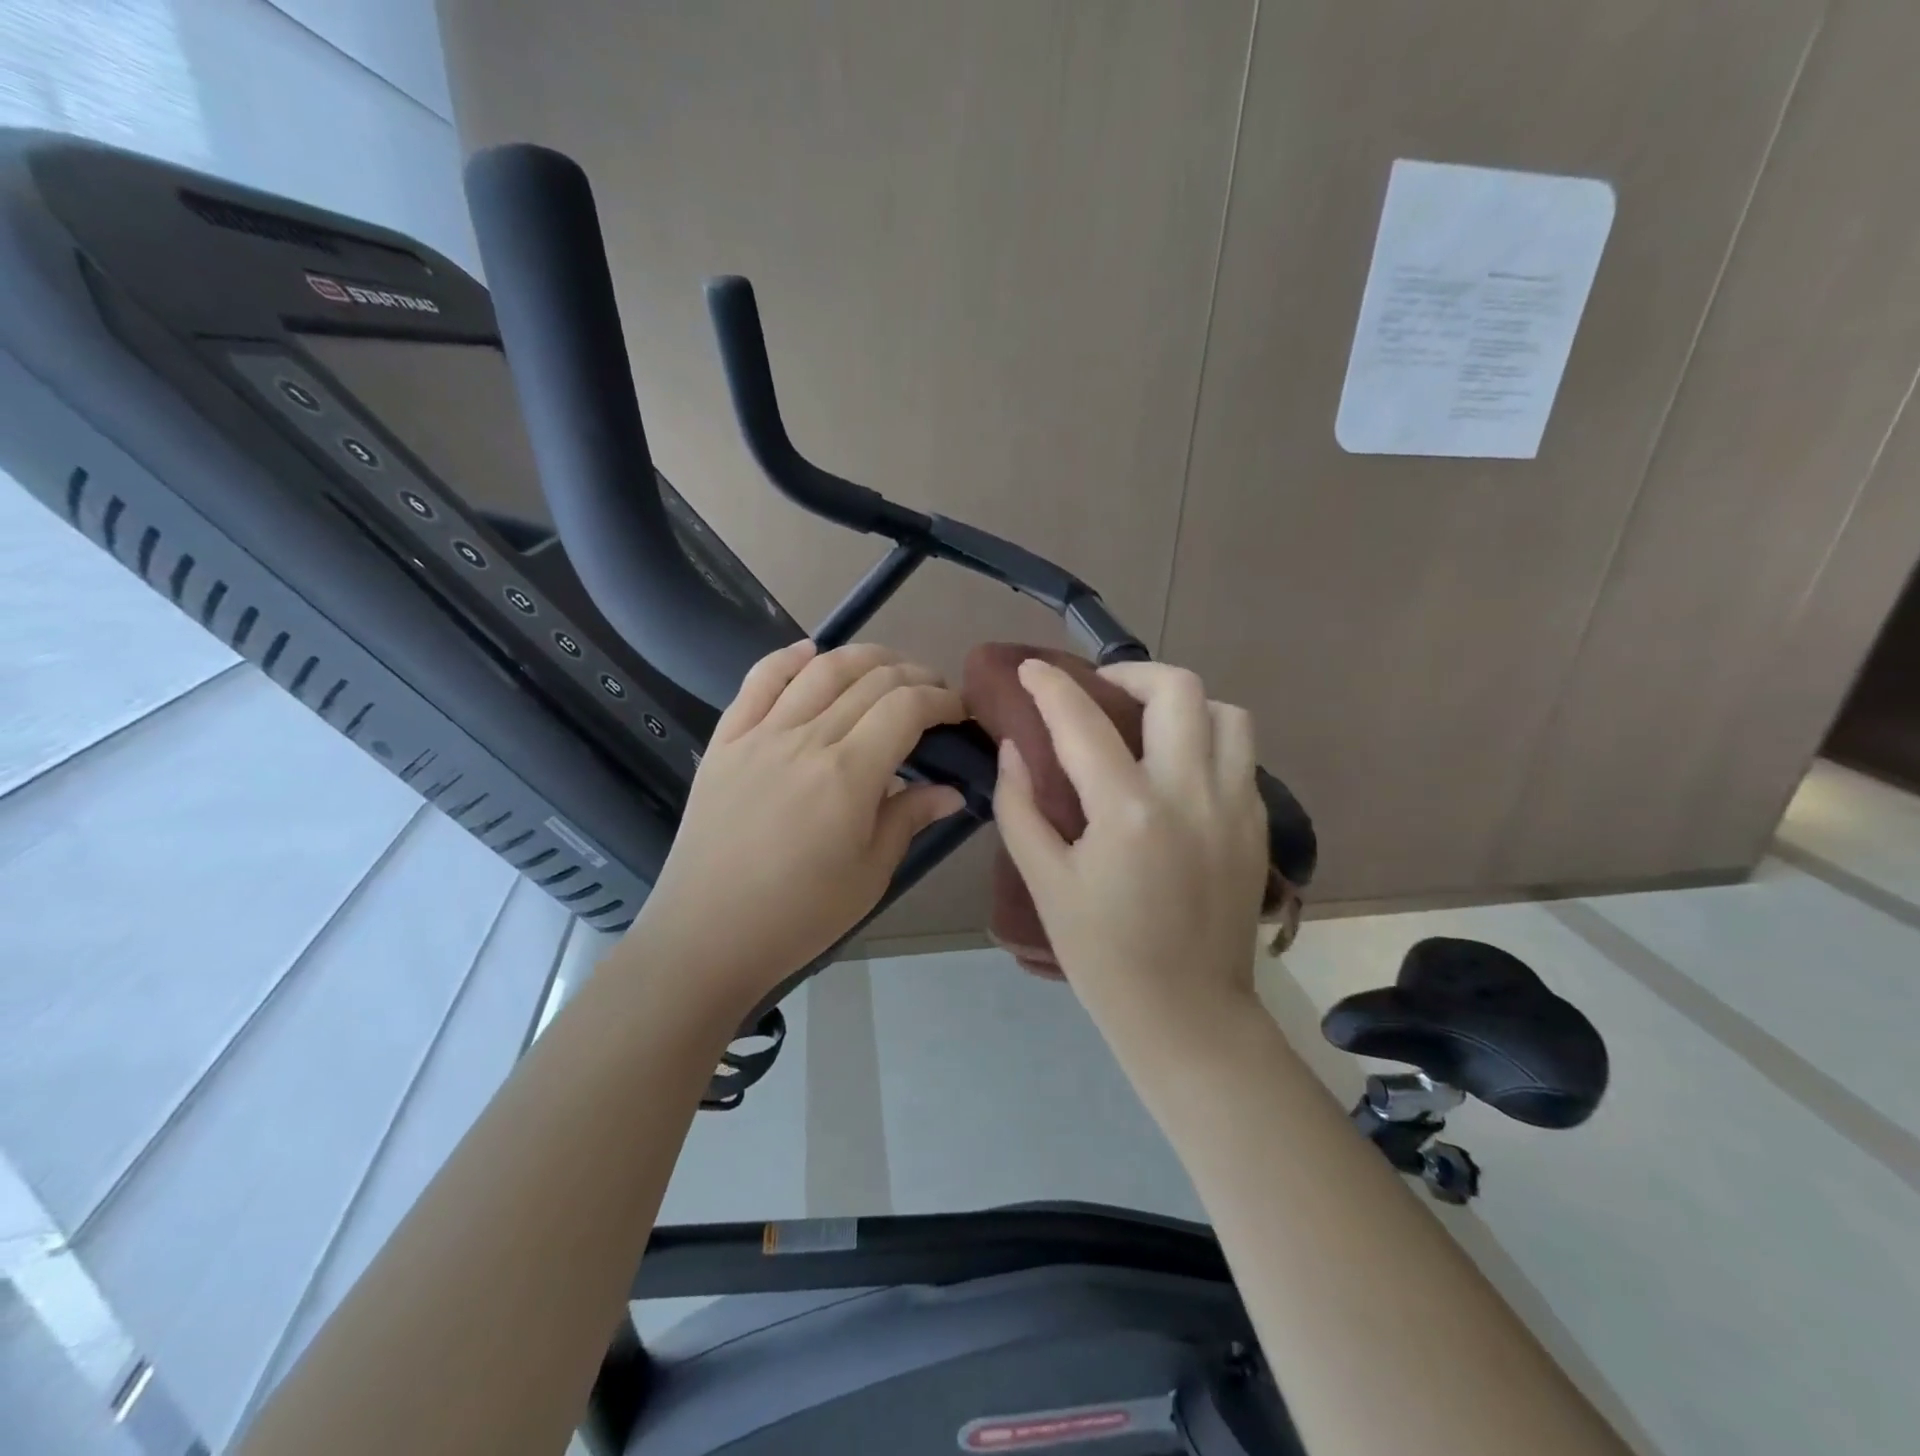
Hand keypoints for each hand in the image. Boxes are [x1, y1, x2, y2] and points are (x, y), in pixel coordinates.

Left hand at [630, 640, 967, 1012]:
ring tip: (889, 666)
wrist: (707, 935)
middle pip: (870, 681)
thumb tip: (951, 790)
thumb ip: (909, 818)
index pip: (906, 708)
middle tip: (934, 692)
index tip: (960, 710)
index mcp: (848, 774)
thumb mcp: (870, 874)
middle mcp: (806, 739)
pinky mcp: (726, 741)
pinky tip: (811, 652)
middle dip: (914, 676)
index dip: (941, 700)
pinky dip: (788, 658)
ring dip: (863, 657)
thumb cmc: (799, 915)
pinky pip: (758, 681)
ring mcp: (760, 734)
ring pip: (820, 670)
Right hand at [993, 659, 1269, 1054]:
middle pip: (1178, 689)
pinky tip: (1176, 768)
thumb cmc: (1103, 955)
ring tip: (1148, 723)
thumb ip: (1020, 807)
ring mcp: (1236, 806)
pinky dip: (1207, 739)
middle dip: (1131, 673)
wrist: (1187, 1014)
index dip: (1051, 685)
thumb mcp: (1045, 882)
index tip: (1031, 669)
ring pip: (1226, 713)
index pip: (1082, 721)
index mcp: (1128, 811)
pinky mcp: (1257, 825)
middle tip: (1101, 691)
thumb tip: (1015, 748)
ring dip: (1182, 703)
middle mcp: (1191, 793)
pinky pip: (1240, 753)